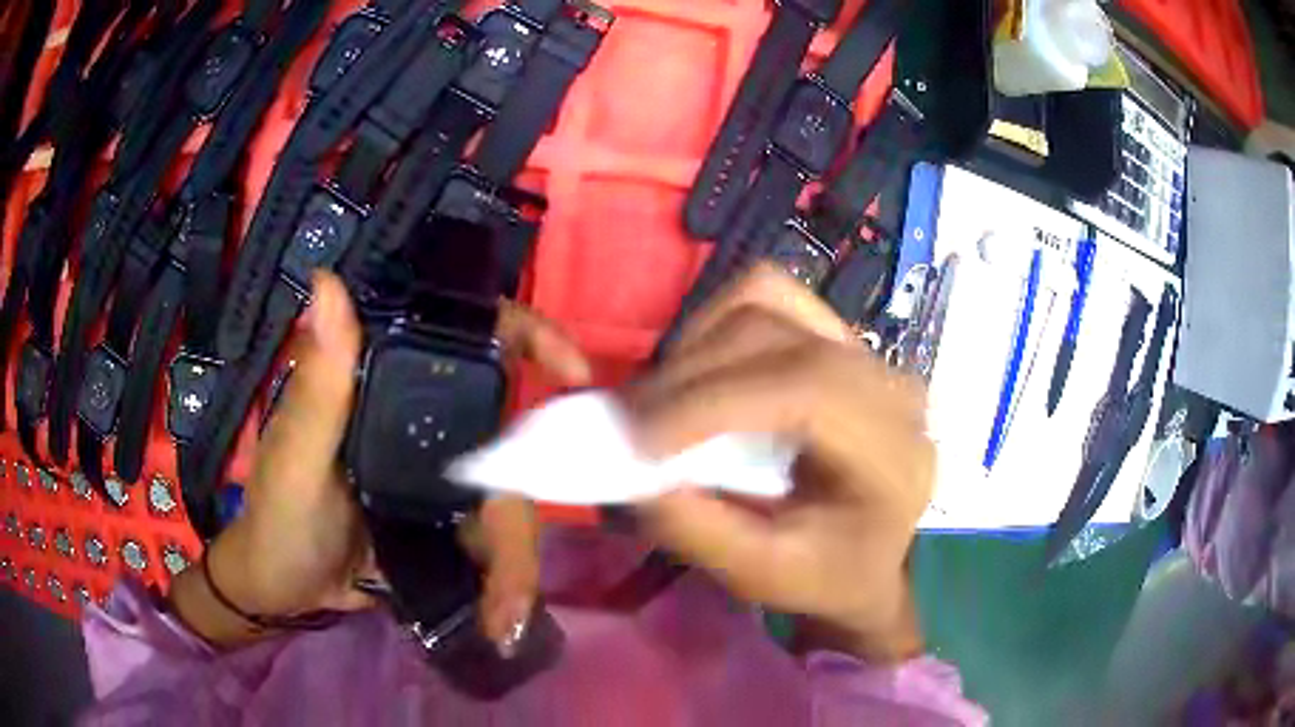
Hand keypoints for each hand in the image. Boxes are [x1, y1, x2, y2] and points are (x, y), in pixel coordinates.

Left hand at [170, 271, 590, 649]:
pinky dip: (503, 583)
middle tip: (513, 580)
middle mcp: (427, 423)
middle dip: (517, 518)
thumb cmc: (278, 515)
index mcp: (389, 384)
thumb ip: (319, 384)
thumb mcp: (296, 455)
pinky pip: (495, 546)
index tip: (574, 373)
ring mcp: (444, 478)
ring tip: (501, 617)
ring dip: (513, 567)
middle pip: (510, 445)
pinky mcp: (451, 525)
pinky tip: (499, 618)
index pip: (470, 339)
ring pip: (507, 507)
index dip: (530, 338)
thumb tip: (328, 282)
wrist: (284, 590)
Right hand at [629, 265, 932, 662]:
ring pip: (764, 299)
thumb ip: (702, 532)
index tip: (638, 438)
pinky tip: (697, 373)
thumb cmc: (826, 573)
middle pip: (775, 333)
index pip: (808, 388)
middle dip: (686, 375)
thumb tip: (636, 475)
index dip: (713, 401)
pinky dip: (714, 324)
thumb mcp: (764, 575)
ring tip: (660, 401)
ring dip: (696, 344)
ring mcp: (864, 348)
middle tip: (626, 424)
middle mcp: (887, 382)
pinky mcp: (836, 335)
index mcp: (892, 451)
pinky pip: (766, 296)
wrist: (867, 554)